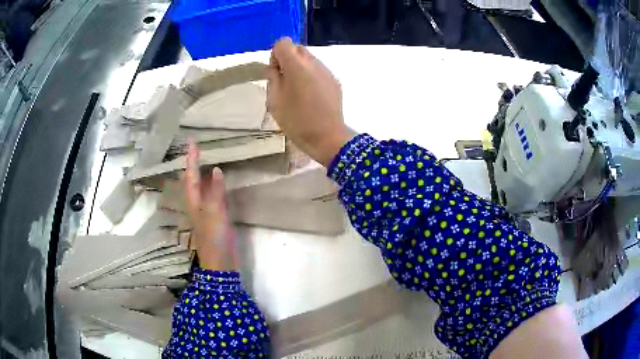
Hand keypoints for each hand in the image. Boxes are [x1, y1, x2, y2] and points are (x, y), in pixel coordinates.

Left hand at [185, 140, 238, 270]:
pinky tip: (220, 182)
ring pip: (203, 187)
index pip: (191, 175)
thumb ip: (216, 192)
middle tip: (197, 148)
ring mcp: (207, 211)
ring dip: (203, 173)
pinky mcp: (216, 217)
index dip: (191, 158)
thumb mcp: (214, 213)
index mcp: (194, 201)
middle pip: (193, 180)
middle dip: (193, 164)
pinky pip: (214, 196)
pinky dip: (215, 185)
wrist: (220, 263)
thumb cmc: (214, 238)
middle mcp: (198, 204)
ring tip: (206, 159)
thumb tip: (217, 169)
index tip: (191, 141)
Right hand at [266, 37, 352, 167]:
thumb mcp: (274, 100)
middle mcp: (314, 63)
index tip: (276, 72)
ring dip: (300, 67)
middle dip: (288, 59)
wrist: (327, 137)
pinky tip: (310, 96)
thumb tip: (275, 66)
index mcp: (297, 66)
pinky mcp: (335, 81)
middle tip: (285, 81)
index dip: (276, 55)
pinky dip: (311, 76)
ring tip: (298, 91)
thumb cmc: (296, 121)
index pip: (283, 42)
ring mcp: (327, 71)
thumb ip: (272, 77)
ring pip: (309, 59)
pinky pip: (319, 70)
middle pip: (297, 48)